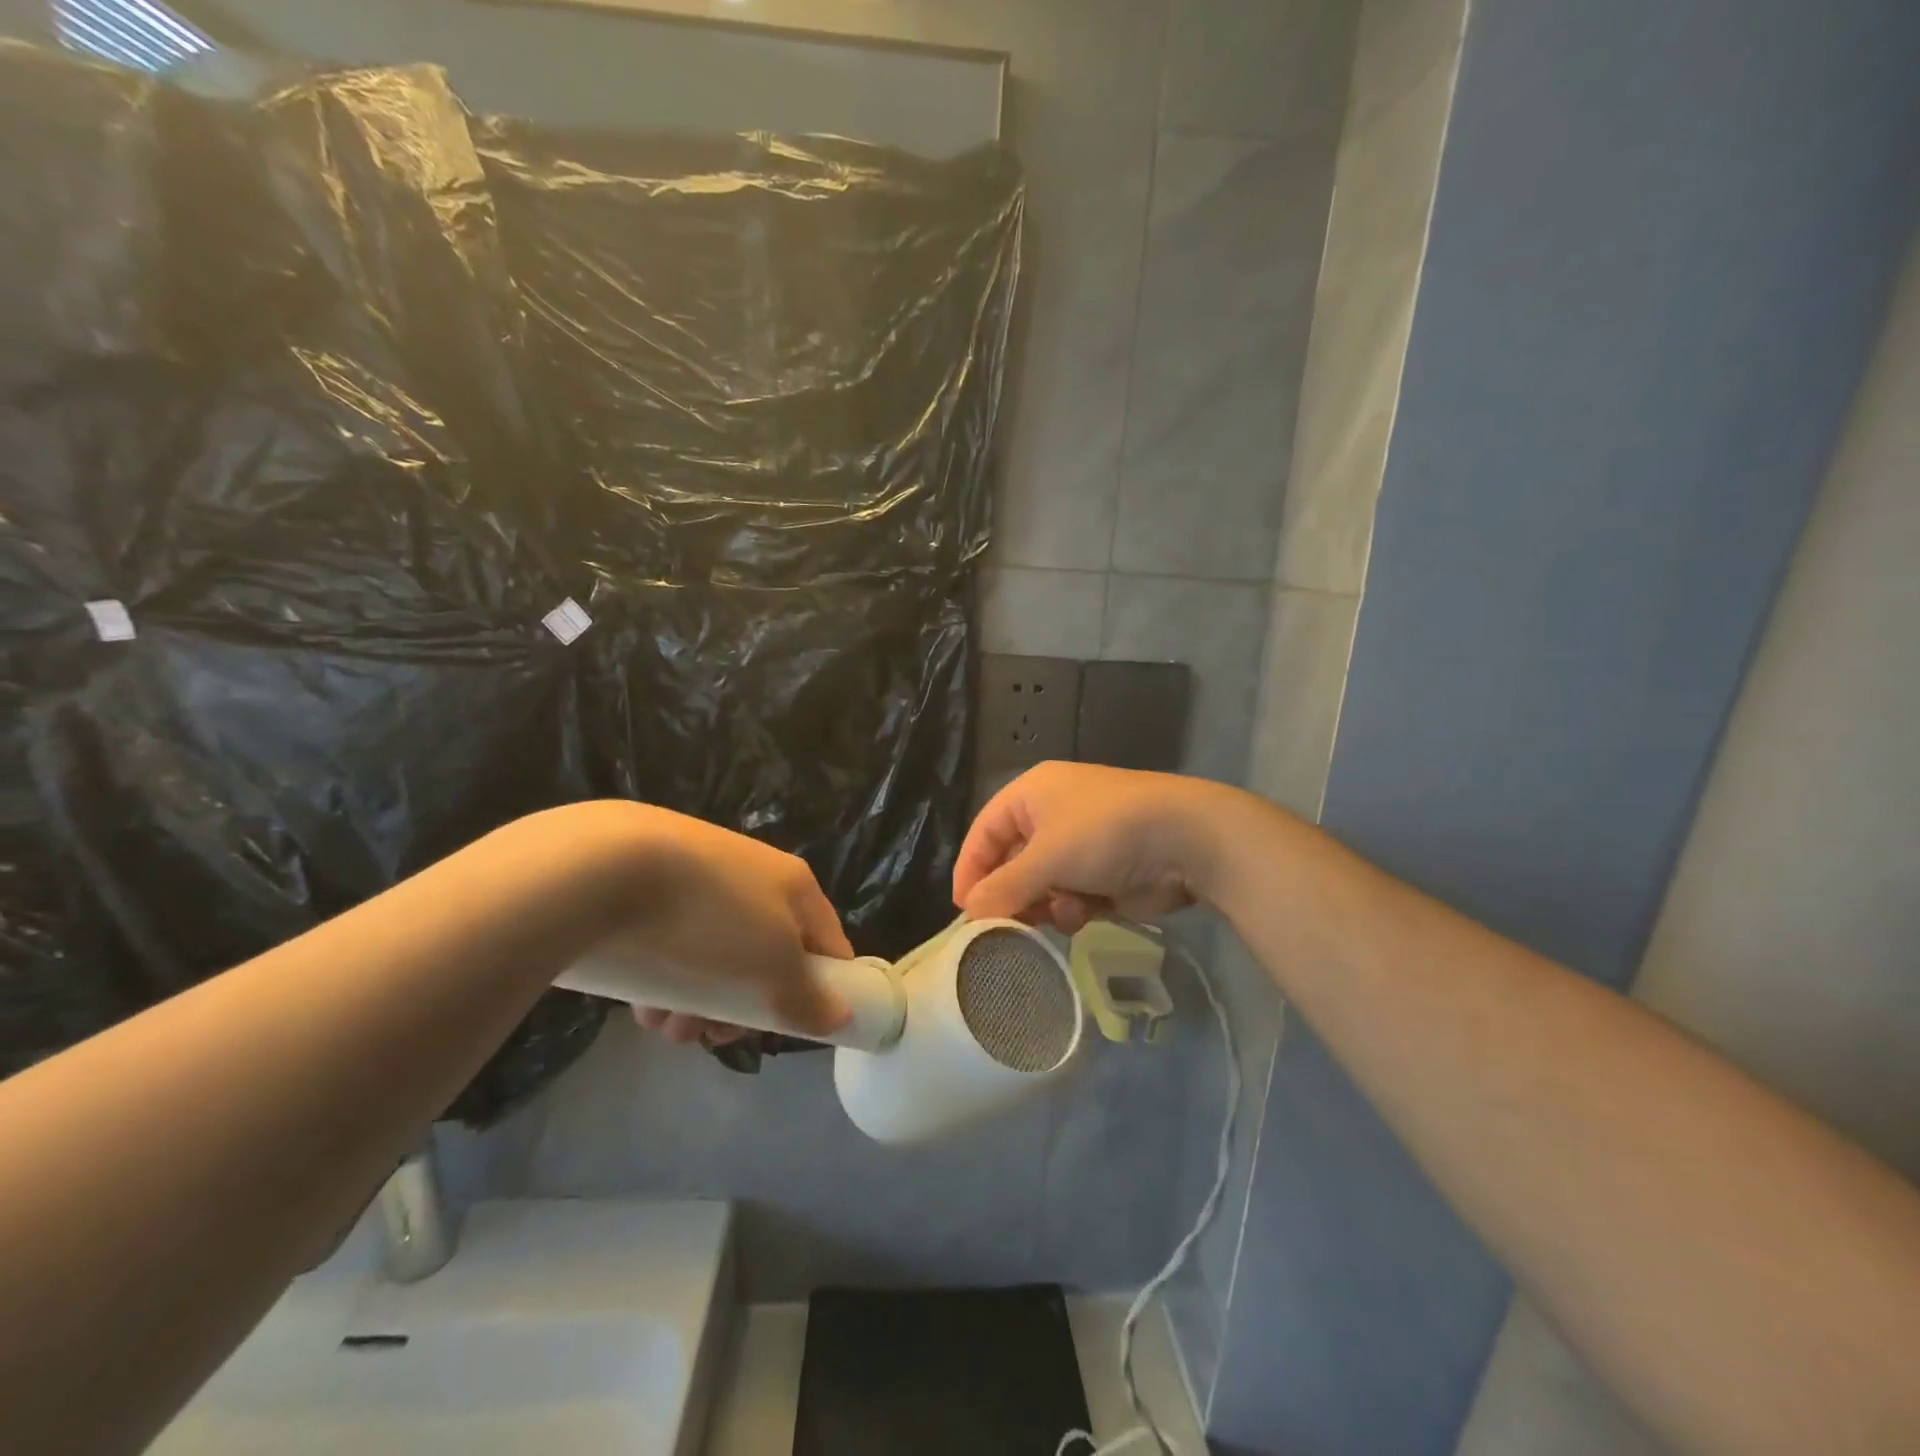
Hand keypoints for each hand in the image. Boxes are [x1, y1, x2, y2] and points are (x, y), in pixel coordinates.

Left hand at [619, 815, 854, 1045]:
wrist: (604, 865)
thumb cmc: (709, 921)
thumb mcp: (772, 971)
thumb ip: (809, 1001)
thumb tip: (842, 1017)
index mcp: (795, 885)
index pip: (826, 944)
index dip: (819, 990)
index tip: (785, 1027)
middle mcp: (754, 875)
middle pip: (764, 958)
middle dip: (740, 1009)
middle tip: (710, 1036)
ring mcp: (700, 876)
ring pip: (714, 957)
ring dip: (696, 1003)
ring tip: (661, 1025)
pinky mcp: (649, 884)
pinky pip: (671, 941)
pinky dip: (661, 977)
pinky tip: (637, 1001)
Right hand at [953, 762, 1240, 932]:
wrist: (1187, 841)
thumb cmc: (1104, 834)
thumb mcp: (1046, 858)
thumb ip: (1003, 887)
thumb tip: (968, 914)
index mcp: (1032, 794)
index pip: (985, 831)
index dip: (971, 869)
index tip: (962, 911)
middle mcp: (1053, 814)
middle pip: (1013, 860)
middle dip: (1010, 893)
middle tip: (1000, 928)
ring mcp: (1082, 844)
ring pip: (1042, 884)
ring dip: (1043, 904)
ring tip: (1052, 916)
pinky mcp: (1106, 872)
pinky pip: (1071, 896)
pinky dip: (1072, 908)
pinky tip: (1083, 913)